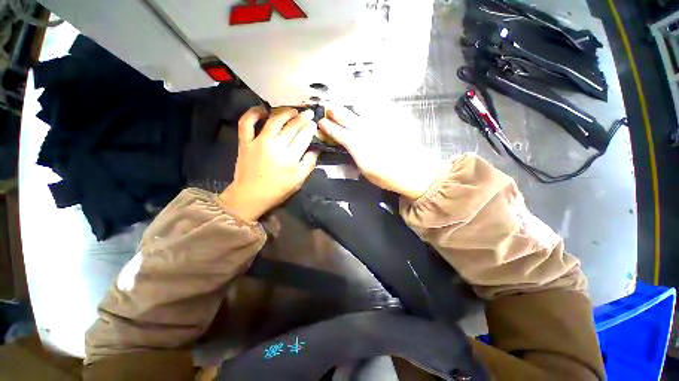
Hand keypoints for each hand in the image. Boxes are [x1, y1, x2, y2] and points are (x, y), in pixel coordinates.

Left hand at [219, 107, 318, 221]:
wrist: (248, 197)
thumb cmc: (274, 192)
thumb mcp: (297, 182)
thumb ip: (309, 164)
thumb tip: (315, 148)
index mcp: (290, 159)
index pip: (304, 136)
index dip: (311, 127)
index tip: (314, 123)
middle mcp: (275, 147)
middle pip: (292, 126)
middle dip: (303, 118)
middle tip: (308, 114)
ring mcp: (258, 142)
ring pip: (275, 120)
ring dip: (286, 112)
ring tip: (292, 111)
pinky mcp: (245, 142)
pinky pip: (246, 123)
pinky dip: (253, 113)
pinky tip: (263, 111)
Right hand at [318, 106, 443, 199]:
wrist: (415, 170)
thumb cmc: (388, 175)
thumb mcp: (365, 170)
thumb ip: (354, 153)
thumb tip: (345, 143)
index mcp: (357, 144)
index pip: (337, 131)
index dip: (327, 126)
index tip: (321, 122)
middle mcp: (366, 129)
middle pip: (346, 115)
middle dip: (335, 110)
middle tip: (329, 107)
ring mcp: (380, 121)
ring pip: (362, 107)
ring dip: (353, 106)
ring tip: (350, 106)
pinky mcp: (393, 118)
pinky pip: (380, 107)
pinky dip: (373, 106)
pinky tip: (371, 106)